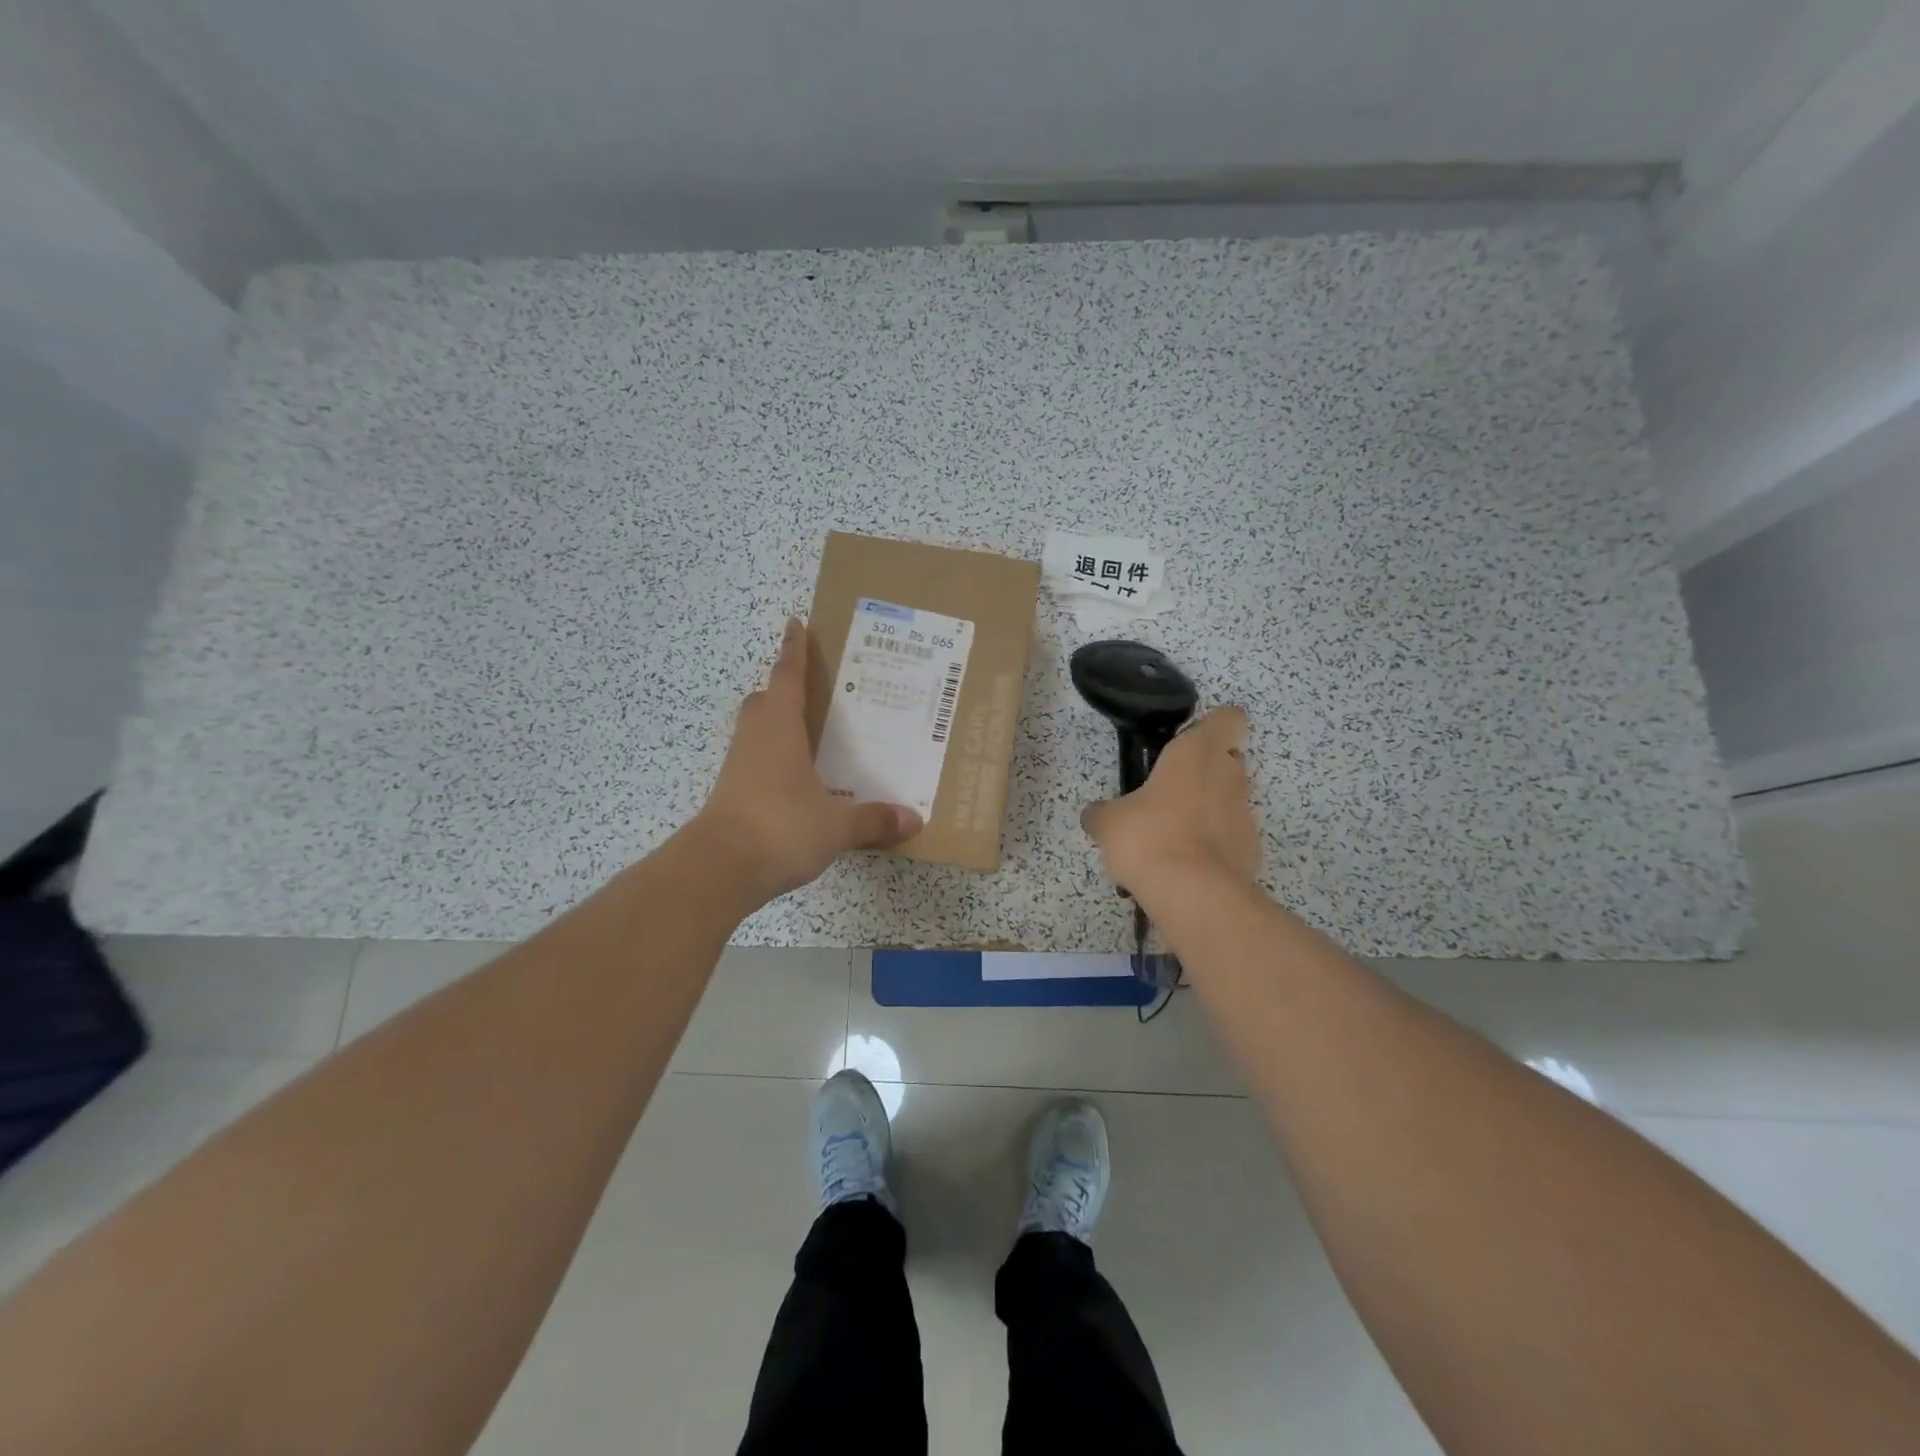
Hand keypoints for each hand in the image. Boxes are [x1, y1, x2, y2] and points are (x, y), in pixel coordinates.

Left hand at [692, 618, 922, 904]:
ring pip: (756, 731)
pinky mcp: (731, 794)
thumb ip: (873, 820)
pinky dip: (774, 761)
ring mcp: (738, 767)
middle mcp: (755, 739)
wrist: (719, 869)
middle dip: (783, 690)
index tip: (795, 623)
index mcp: (779, 728)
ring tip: (812, 738)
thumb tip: (913, 820)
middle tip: (814, 693)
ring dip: (777, 726)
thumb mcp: (836, 826)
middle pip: (764, 701)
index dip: (793, 650)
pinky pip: (755, 762)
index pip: (787, 677)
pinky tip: (798, 782)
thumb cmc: (780, 828)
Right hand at [1081, 705, 1259, 895]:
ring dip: (1208, 808)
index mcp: (1196, 753)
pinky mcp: (1251, 850)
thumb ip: (1102, 812)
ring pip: (1230, 798)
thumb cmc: (1149, 838)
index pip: (1227, 718)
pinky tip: (1186, 864)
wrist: (1194, 896)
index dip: (1212, 725)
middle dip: (1205, 769)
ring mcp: (1245, 814)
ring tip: (1172, 835)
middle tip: (1170, 790)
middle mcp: (1229, 775)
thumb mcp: (1108, 822)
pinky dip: (1214, 844)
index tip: (1187, 741)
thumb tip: (1095, 816)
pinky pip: (1231, 836)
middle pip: (1228, 758)